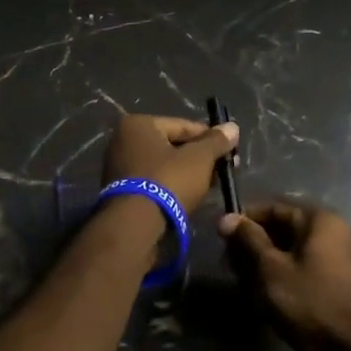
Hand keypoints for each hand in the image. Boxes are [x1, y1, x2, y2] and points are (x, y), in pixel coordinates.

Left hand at [101, 114, 238, 222]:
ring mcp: (118, 166)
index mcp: (138, 124)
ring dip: (186, 173)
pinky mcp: (120, 191)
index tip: (230, 153)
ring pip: (163, 165)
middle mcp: (122, 140)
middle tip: (222, 171)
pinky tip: (189, 196)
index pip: (183, 126)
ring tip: (209, 186)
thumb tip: (232, 127)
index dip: (211, 139)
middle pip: (172, 145)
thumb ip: (216, 141)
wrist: (135, 226)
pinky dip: (170, 185)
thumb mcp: (199, 159)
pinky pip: (153, 181)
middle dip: (199, 158)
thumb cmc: (168, 181)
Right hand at [221, 202, 350, 350]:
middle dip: (254, 245)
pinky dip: (282, 276)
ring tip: (243, 283)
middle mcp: (332, 233)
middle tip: (230, 265)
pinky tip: (264, 295)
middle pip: (283, 229)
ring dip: (265, 263)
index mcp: (320, 221)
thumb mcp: (271, 269)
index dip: (246, 221)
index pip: (274, 209)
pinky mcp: (335, 284)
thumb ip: (249, 240)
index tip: (222, 237)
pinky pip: (302, 269)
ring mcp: (336, 259)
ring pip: (291, 251)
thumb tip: (227, 218)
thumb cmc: (309, 303)